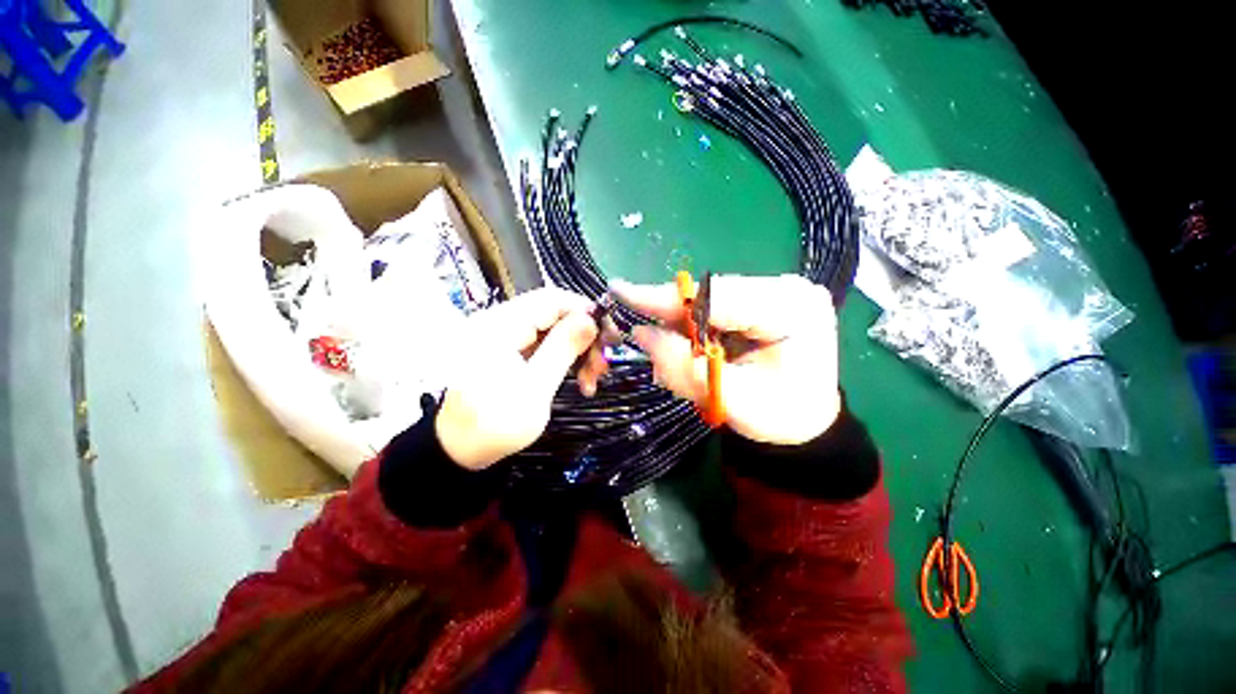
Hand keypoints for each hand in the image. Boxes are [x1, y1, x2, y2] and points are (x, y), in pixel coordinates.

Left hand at [435, 288, 609, 469]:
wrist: (459, 449)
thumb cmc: (494, 425)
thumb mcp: (534, 389)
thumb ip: (561, 350)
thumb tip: (590, 320)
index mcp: (500, 327)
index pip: (551, 299)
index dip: (584, 311)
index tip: (608, 335)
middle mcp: (500, 322)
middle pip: (554, 313)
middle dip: (583, 336)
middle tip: (602, 366)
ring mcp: (503, 335)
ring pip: (553, 329)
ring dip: (577, 350)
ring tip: (591, 379)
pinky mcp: (508, 349)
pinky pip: (543, 343)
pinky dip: (563, 357)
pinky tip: (577, 378)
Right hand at [612, 274, 840, 445]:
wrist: (806, 422)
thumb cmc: (781, 417)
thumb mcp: (732, 400)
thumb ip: (685, 368)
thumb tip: (641, 335)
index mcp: (791, 307)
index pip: (716, 296)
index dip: (665, 298)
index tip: (621, 292)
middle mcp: (784, 288)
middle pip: (708, 295)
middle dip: (672, 319)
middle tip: (644, 340)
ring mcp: (772, 291)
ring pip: (706, 302)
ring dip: (681, 327)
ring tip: (671, 356)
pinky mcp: (760, 301)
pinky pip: (713, 310)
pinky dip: (693, 331)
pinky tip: (691, 351)